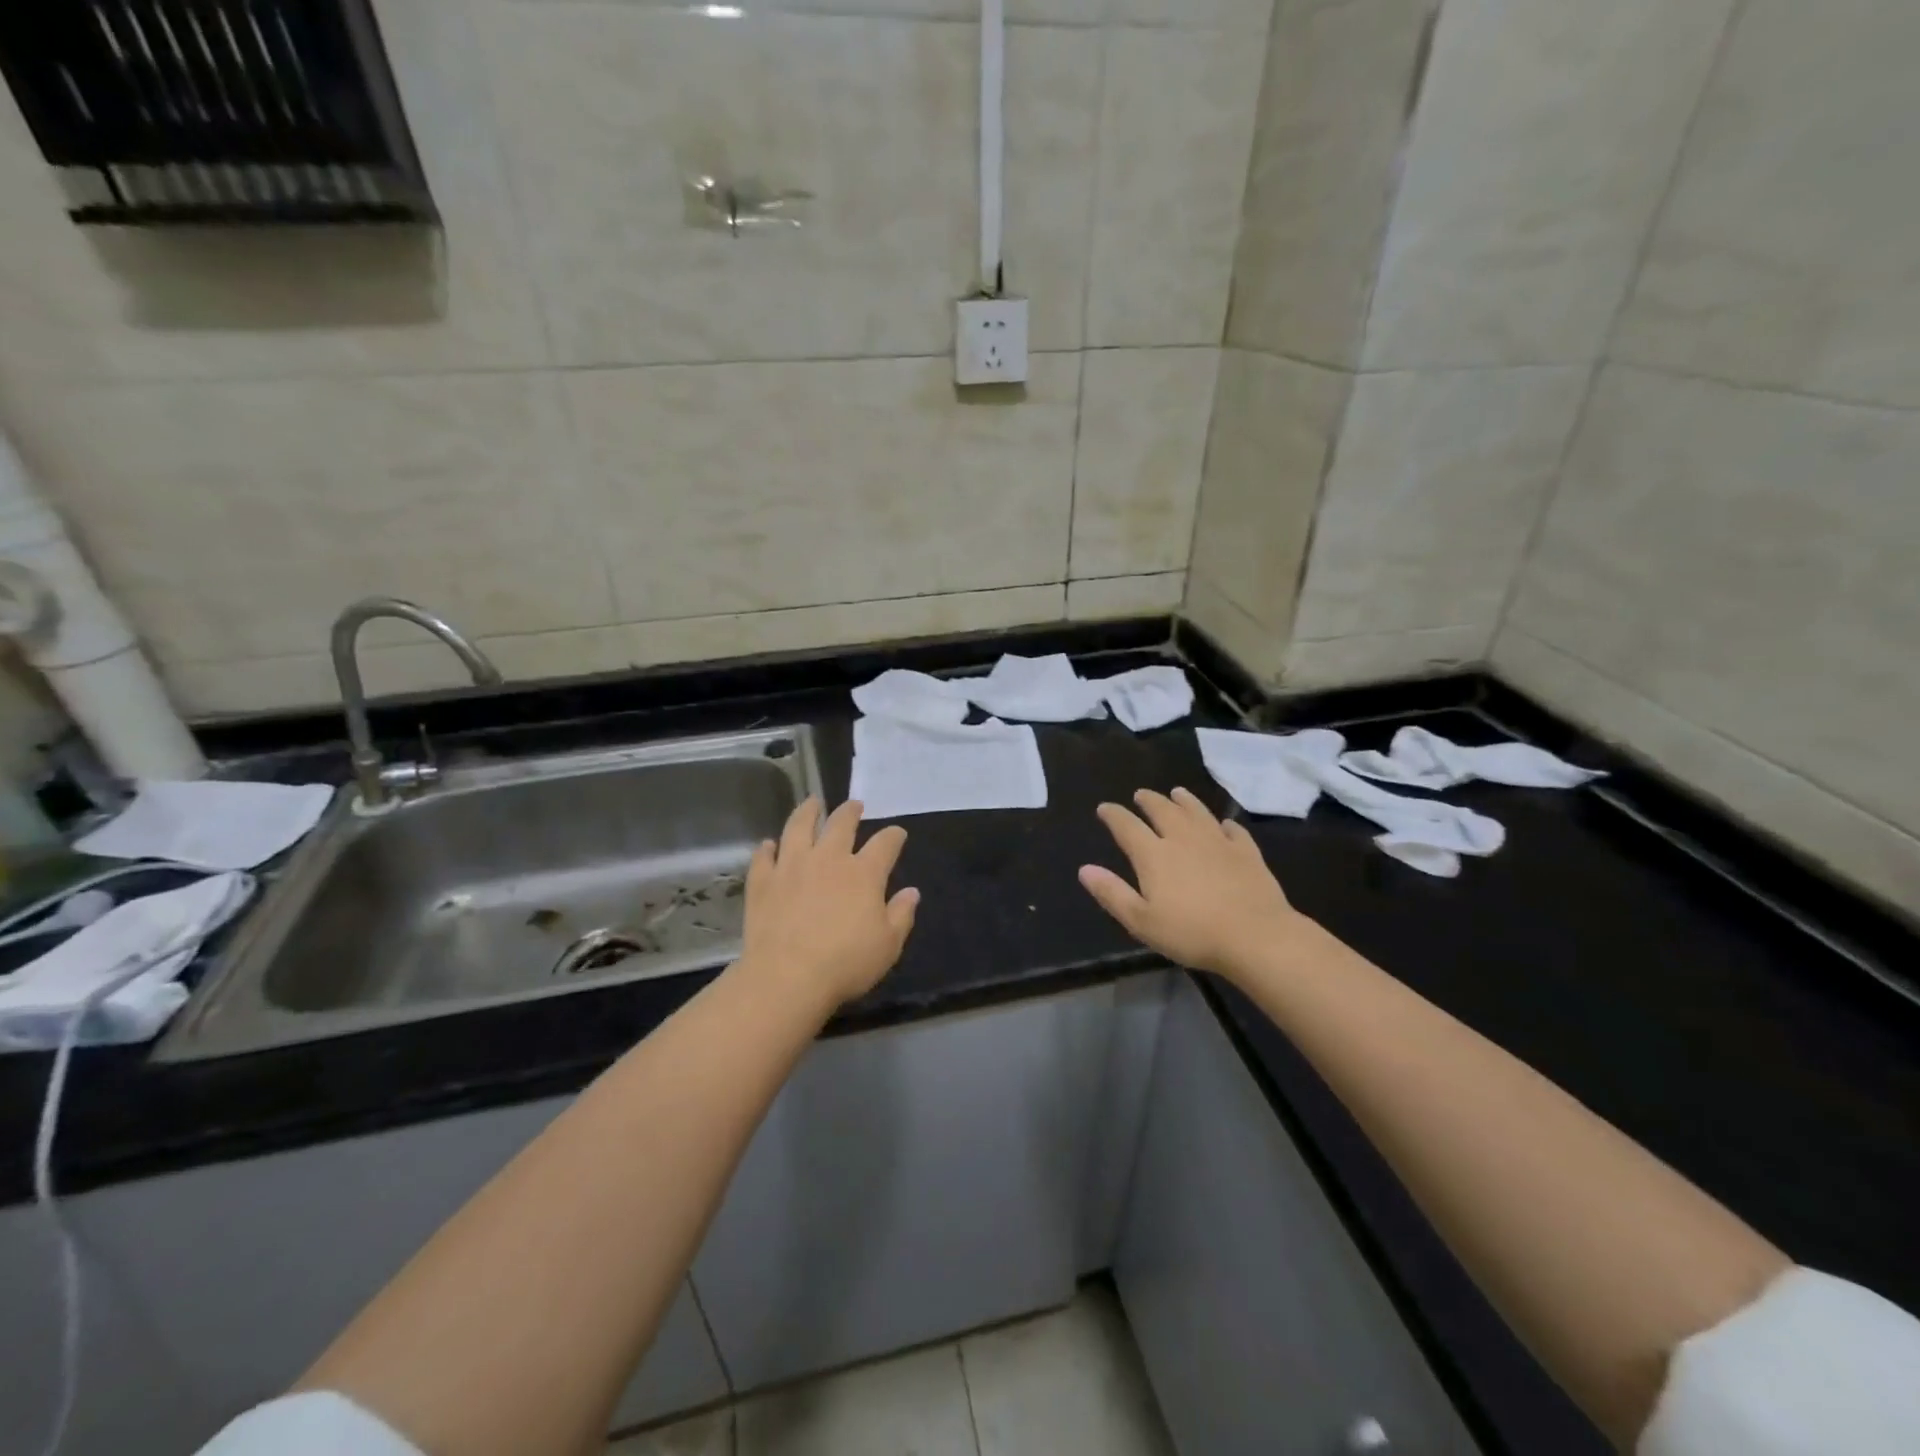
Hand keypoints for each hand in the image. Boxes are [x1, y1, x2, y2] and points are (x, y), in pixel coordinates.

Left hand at [737, 797, 918, 1009]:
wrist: (786, 977)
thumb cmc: (845, 963)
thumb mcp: (888, 945)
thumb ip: (901, 915)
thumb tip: (912, 892)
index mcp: (863, 873)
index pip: (885, 844)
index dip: (894, 836)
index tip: (897, 834)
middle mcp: (828, 859)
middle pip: (841, 824)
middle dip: (850, 812)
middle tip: (854, 805)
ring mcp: (791, 866)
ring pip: (799, 827)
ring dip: (807, 812)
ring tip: (812, 803)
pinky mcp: (763, 881)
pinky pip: (764, 857)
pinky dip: (767, 848)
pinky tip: (769, 844)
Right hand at [1080, 787, 1305, 978]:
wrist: (1255, 936)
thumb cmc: (1192, 933)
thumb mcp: (1141, 921)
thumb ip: (1112, 893)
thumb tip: (1084, 869)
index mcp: (1154, 854)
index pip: (1127, 826)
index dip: (1113, 815)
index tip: (1104, 808)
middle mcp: (1183, 838)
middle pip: (1163, 810)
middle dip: (1148, 800)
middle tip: (1140, 794)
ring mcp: (1218, 842)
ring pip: (1197, 812)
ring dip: (1184, 800)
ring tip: (1177, 792)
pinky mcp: (1246, 852)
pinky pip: (1233, 830)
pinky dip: (1225, 824)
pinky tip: (1224, 824)